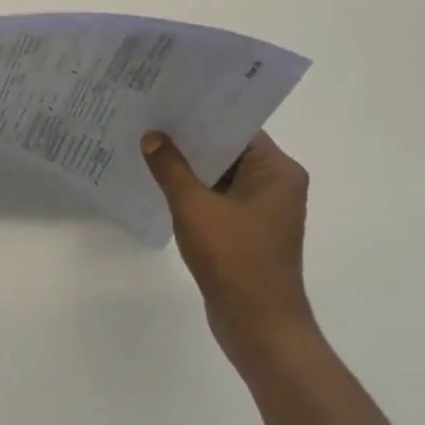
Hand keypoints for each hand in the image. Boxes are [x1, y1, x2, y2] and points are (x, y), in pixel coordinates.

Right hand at [141, 131, 315, 368]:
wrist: (259, 327)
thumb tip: (152, 136)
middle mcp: (275, 183)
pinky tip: (159, 179)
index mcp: (277, 170)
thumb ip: (170, 167)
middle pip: (227, 147)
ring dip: (188, 164)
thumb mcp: (194, 207)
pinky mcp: (247, 228)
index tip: (167, 97)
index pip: (237, 126)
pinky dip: (193, 188)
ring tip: (147, 142)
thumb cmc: (234, 259)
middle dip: (189, 136)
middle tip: (149, 115)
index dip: (201, 112)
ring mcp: (262, 208)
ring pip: (220, 173)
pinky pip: (217, 195)